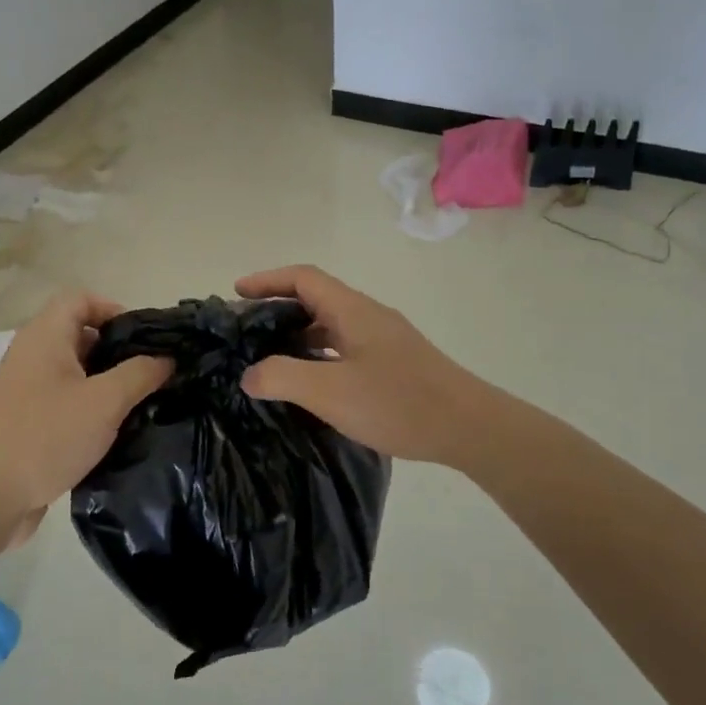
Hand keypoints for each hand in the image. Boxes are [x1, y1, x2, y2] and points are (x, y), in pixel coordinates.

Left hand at [0, 291, 171, 528]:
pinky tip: (114, 430)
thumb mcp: (105, 402)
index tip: (143, 337)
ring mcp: (26, 389)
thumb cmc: (47, 436)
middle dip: (118, 350)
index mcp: (45, 337)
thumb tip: (167, 358)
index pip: (80, 299)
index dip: (113, 308)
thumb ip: (141, 374)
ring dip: (107, 382)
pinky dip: (90, 406)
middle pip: (80, 334)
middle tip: (151, 372)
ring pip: (75, 371)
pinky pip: (65, 399)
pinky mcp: (26, 421)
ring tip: (140, 402)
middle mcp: (32, 355)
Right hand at [235, 265, 482, 465]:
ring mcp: (384, 339)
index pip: (303, 278)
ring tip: (269, 358)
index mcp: (352, 310)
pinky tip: (311, 383)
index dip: (268, 280)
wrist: (468, 426)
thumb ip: (283, 378)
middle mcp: (368, 316)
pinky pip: (346, 347)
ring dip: (299, 335)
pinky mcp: (394, 363)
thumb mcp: (330, 392)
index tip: (237, 292)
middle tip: (247, 331)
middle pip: (316, 298)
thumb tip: (250, 374)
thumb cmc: (398, 402)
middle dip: (278, 308)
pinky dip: (319, 355)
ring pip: (332, 326)